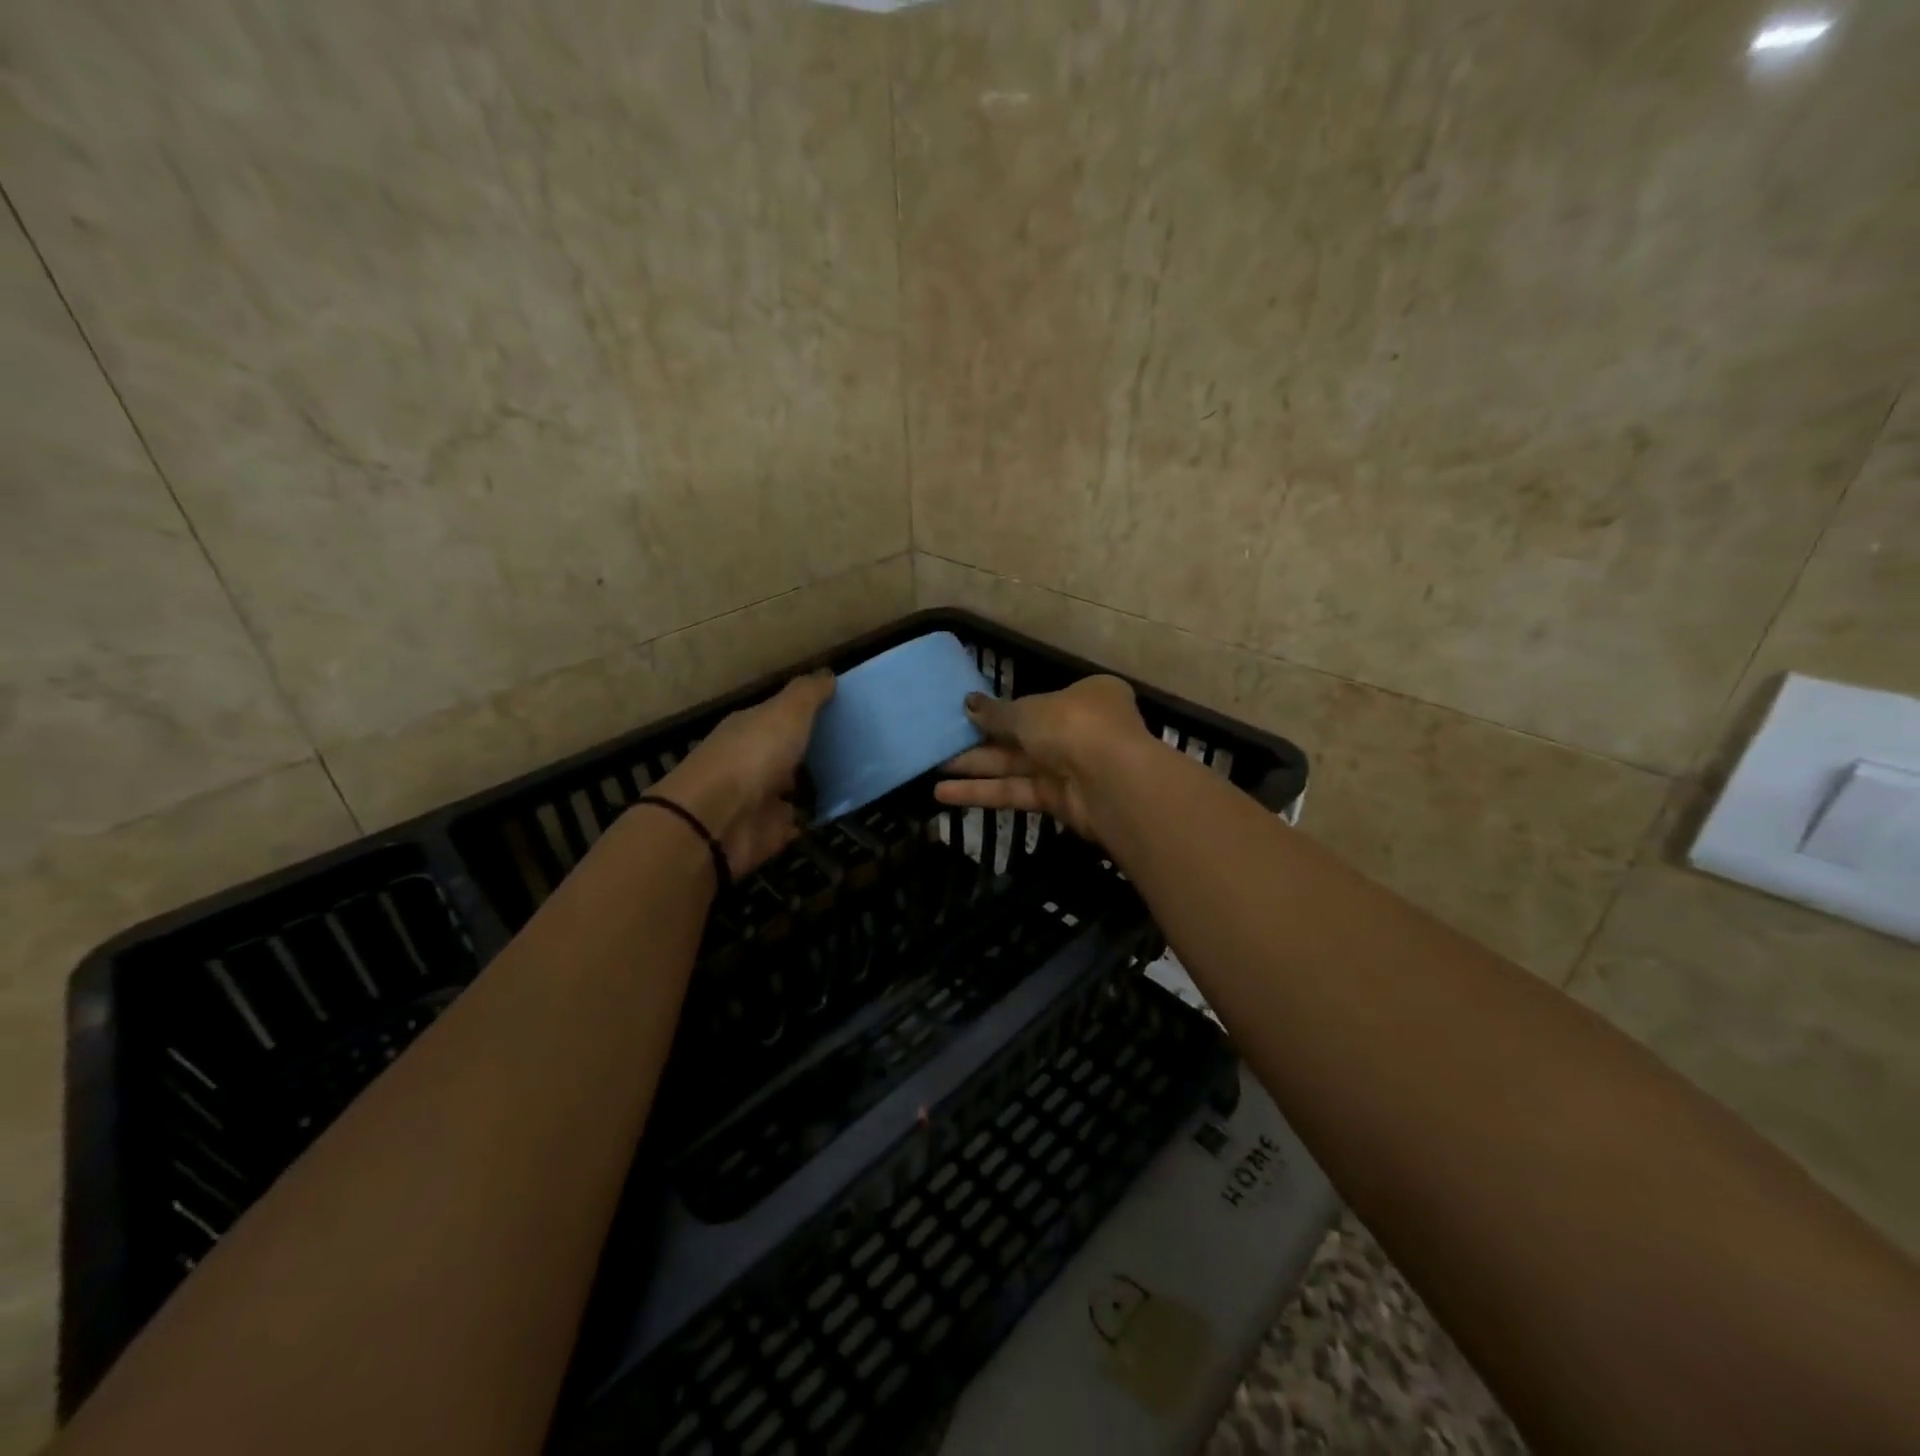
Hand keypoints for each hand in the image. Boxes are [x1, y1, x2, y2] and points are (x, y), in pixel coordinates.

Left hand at [652, 671, 834, 876]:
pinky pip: (794, 822)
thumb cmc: (752, 756)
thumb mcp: (786, 712)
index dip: (808, 712)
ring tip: (854, 779)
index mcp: (750, 728)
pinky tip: (836, 812)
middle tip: (856, 747)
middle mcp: (751, 760)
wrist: (717, 821)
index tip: (843, 711)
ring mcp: (758, 798)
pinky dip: (810, 819)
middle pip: (786, 752)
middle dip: (812, 750)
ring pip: (791, 788)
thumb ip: (808, 693)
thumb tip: (828, 674)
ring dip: (813, 786)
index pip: (780, 716)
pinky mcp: (766, 831)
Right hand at [934, 675, 1150, 839]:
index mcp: (1085, 697)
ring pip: (1015, 766)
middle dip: (981, 741)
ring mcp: (1069, 768)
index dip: (1003, 709)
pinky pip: (1015, 791)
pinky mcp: (1058, 801)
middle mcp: (1079, 730)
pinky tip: (944, 794)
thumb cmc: (1073, 724)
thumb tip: (968, 703)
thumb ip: (997, 712)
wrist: (1111, 780)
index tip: (970, 713)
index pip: (1040, 701)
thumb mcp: (1028, 710)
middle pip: (1022, 735)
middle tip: (940, 744)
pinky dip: (982, 792)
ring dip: (975, 769)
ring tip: (932, 771)